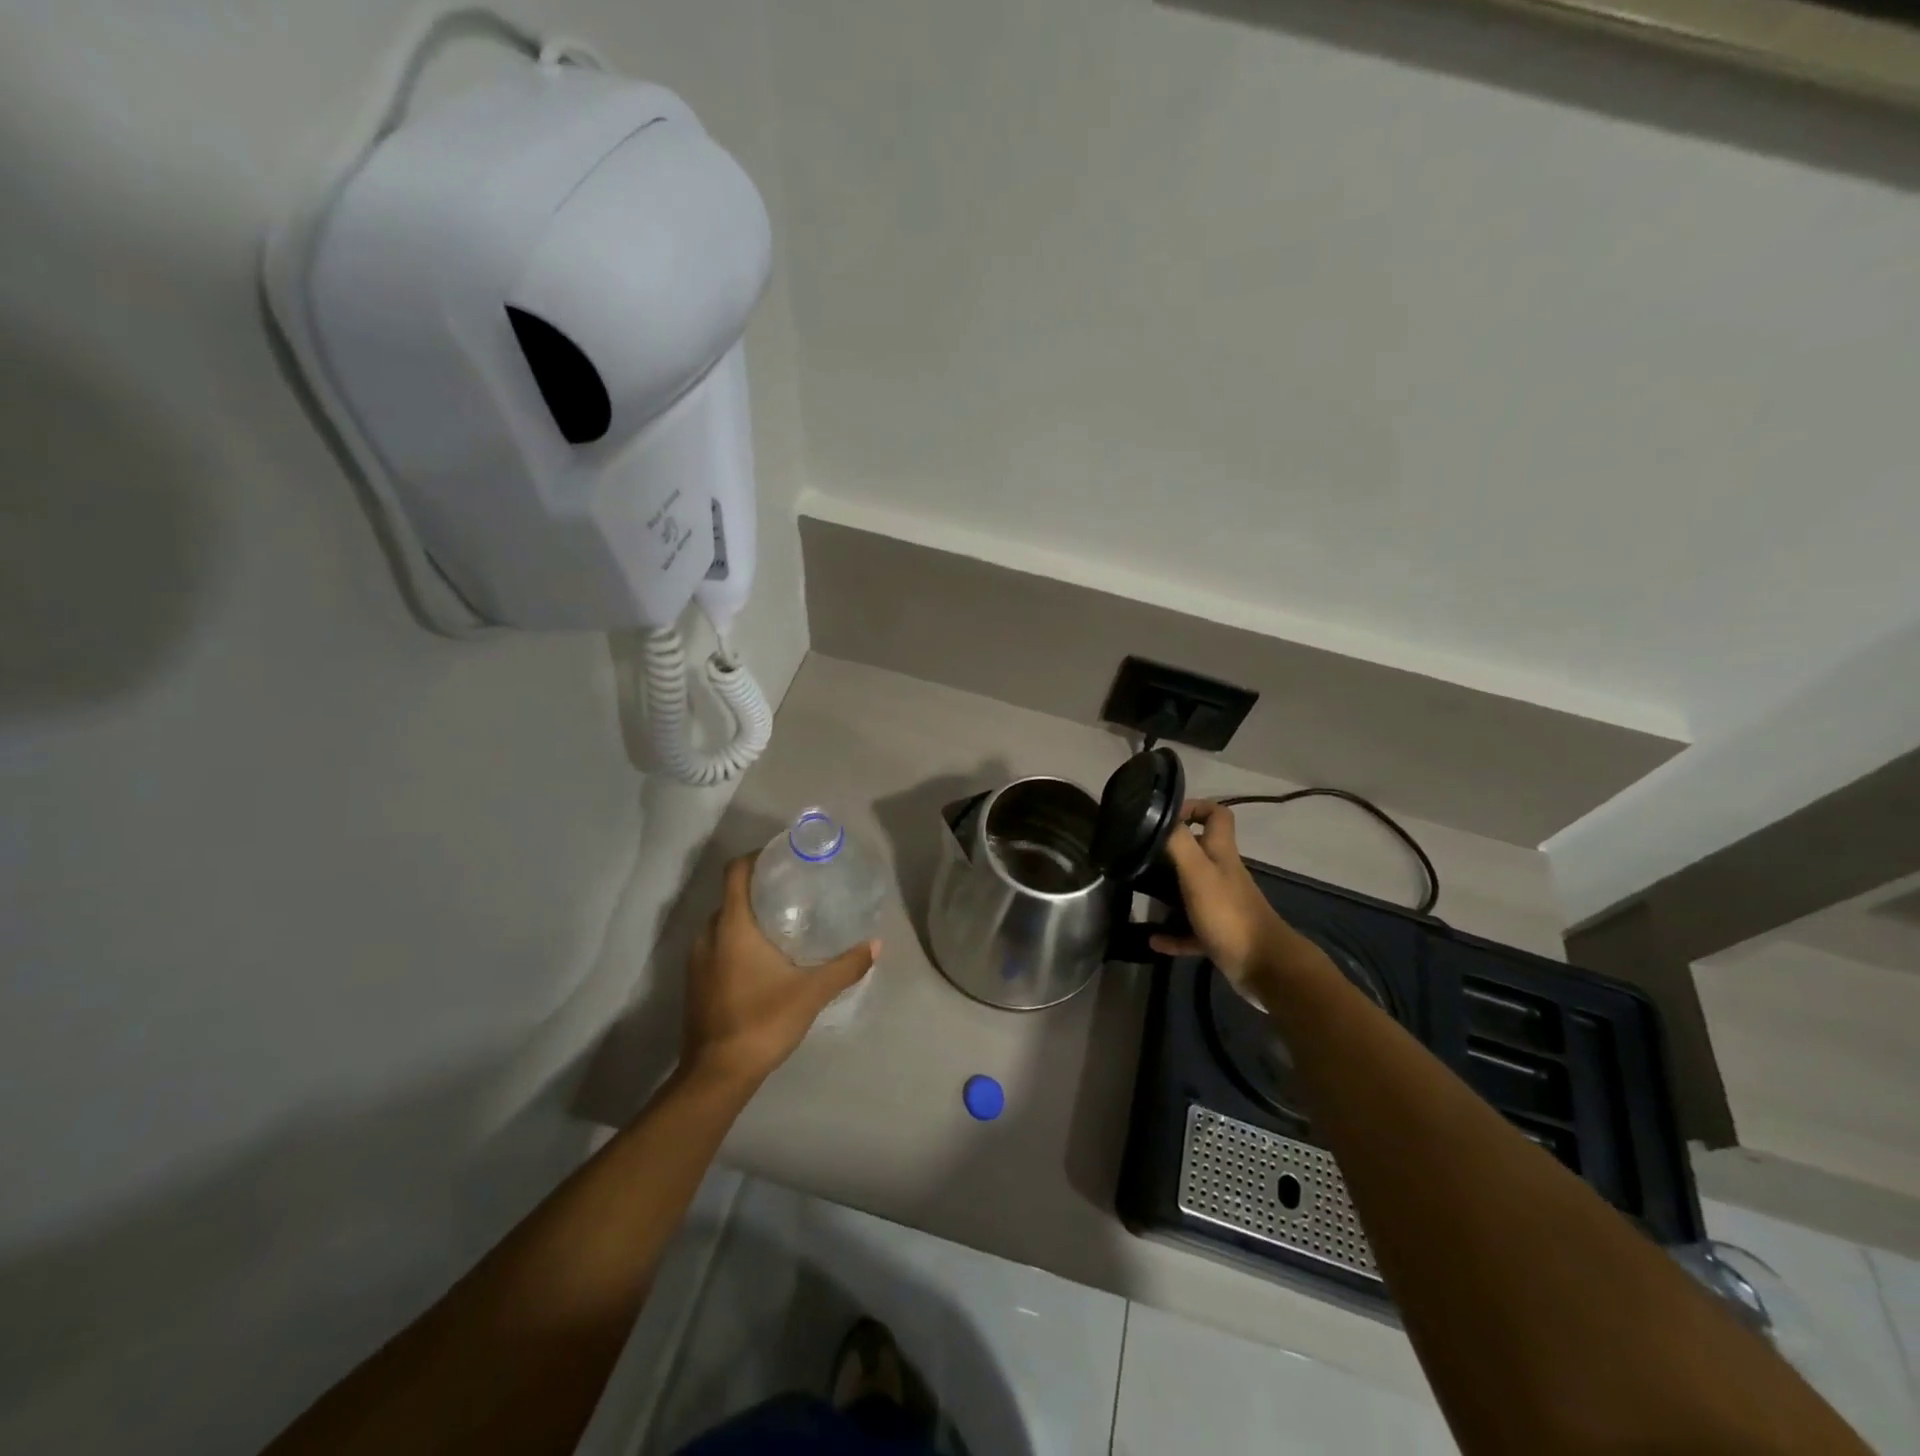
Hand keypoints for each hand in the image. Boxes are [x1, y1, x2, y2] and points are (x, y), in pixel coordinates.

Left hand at [680, 855, 877, 1090]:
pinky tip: (763, 959)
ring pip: (722, 924)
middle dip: (758, 889)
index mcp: (731, 926)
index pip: (735, 872)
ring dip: (746, 918)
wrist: (716, 1075)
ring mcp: (696, 961)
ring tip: (783, 923)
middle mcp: (708, 935)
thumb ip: (845, 966)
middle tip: (794, 892)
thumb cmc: (762, 1021)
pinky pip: (715, 946)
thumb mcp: (812, 992)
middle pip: (730, 896)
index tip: (783, 857)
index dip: (756, 857)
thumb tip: (876, 944)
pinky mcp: (695, 983)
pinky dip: (736, 941)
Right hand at [1150, 801, 1290, 995]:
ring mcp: (1221, 905)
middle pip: (1199, 851)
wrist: (1265, 967)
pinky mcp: (1218, 934)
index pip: (1217, 814)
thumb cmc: (1229, 913)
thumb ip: (1178, 843)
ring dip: (1167, 892)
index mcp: (1221, 854)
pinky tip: (1153, 940)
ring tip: (1139, 892)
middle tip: (1140, 856)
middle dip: (1171, 851)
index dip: (1194, 807)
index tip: (1163, 817)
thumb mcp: (1198, 872)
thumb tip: (1156, 815)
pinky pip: (1189, 930)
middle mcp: (1222, 874)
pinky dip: (1171, 934)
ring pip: (1191, 890)